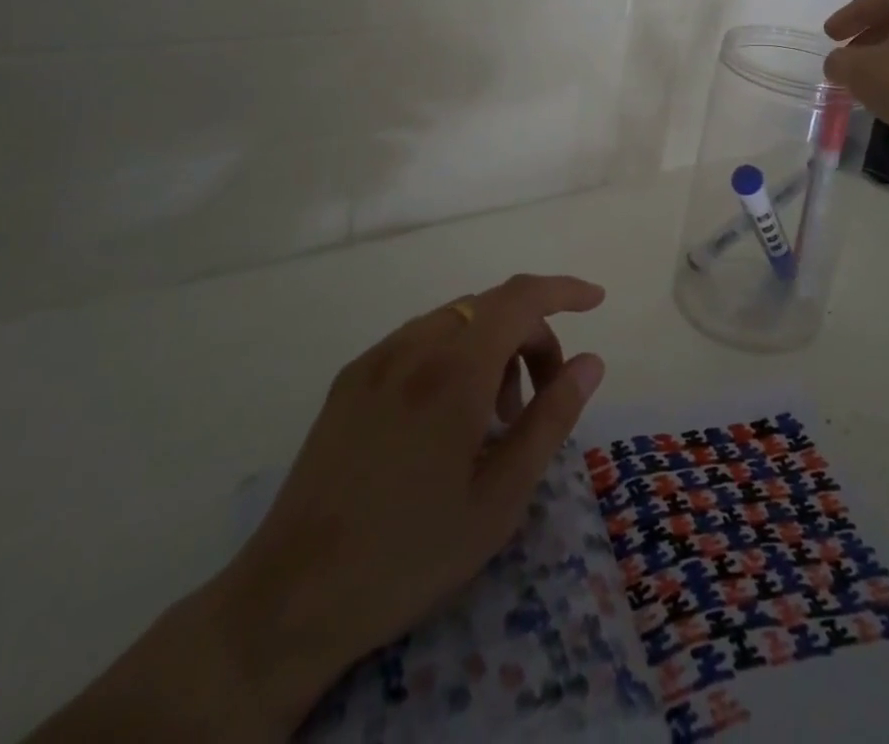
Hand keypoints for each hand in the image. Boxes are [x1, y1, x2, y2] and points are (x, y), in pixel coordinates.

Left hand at [205, 274, 607, 733]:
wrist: (291, 598)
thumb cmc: (411, 552)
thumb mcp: (501, 497)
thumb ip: (552, 418)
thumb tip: (590, 361)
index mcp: (454, 370)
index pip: (521, 298)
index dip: (564, 290)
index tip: (596, 300)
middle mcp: (413, 346)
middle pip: (491, 308)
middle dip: (531, 335)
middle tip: (541, 397)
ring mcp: (376, 359)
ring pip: (455, 321)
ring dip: (492, 346)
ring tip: (494, 416)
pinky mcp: (350, 379)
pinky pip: (419, 340)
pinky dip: (453, 354)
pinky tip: (447, 415)